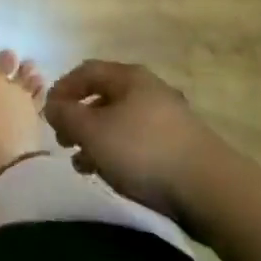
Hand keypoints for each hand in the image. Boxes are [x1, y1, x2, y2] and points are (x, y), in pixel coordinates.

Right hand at [44, 60, 217, 222]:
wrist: (211, 189)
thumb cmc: (144, 151)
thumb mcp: (94, 132)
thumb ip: (67, 116)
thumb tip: (53, 105)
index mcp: (129, 78)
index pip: (87, 71)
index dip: (63, 88)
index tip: (49, 114)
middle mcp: (150, 90)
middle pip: (105, 97)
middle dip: (80, 118)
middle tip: (64, 142)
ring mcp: (170, 119)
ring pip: (122, 123)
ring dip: (98, 140)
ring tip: (83, 165)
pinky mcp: (182, 148)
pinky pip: (140, 143)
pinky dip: (120, 154)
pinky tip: (114, 176)